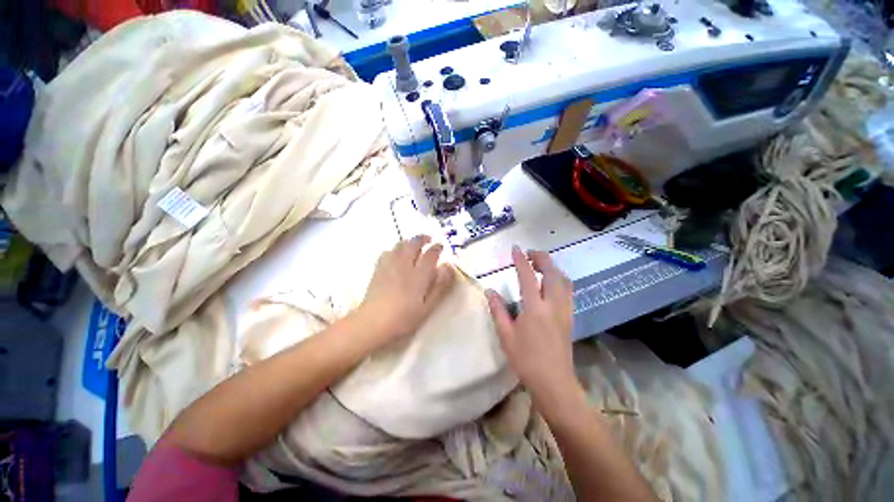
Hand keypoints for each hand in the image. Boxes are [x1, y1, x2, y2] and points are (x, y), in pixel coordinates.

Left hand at [357, 235, 455, 345]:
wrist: (373, 323)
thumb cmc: (404, 318)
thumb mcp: (428, 306)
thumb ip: (439, 286)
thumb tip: (448, 267)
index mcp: (418, 274)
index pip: (430, 254)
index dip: (437, 248)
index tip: (441, 246)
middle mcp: (404, 265)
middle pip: (413, 244)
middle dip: (422, 238)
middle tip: (429, 239)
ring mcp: (389, 265)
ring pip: (400, 245)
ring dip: (409, 241)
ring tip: (414, 244)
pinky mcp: (378, 269)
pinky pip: (387, 252)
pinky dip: (395, 249)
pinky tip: (396, 255)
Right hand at [485, 246, 578, 401]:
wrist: (554, 383)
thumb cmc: (526, 359)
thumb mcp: (506, 335)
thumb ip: (498, 310)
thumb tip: (490, 290)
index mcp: (534, 308)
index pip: (527, 276)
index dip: (521, 260)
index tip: (515, 248)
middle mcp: (553, 304)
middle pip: (552, 273)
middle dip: (541, 258)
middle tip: (529, 253)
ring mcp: (565, 310)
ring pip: (564, 280)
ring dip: (552, 267)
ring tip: (540, 264)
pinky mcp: (570, 317)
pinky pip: (568, 290)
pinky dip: (560, 279)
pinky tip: (551, 283)